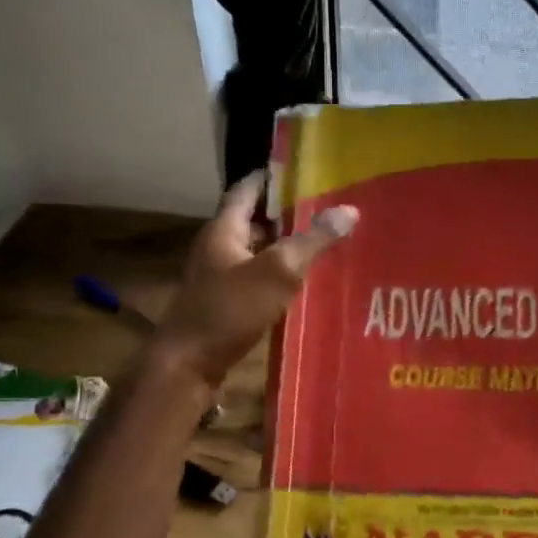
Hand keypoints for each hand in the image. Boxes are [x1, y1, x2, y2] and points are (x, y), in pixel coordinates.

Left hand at [152, 171, 356, 386]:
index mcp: (223, 229)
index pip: (247, 189)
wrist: (187, 366)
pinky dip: (279, 276)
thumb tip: (349, 209)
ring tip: (324, 243)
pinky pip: (256, 280)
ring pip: (257, 253)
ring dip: (285, 247)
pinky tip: (305, 284)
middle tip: (326, 209)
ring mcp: (219, 278)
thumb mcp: (277, 271)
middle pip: (254, 221)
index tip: (304, 171)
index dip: (272, 177)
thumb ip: (312, 240)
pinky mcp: (224, 305)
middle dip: (287, 215)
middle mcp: (218, 248)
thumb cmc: (229, 310)